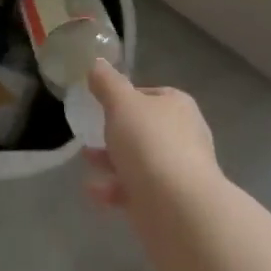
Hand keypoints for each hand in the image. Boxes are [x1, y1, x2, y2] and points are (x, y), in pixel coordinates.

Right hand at [81, 58, 218, 208]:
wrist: (177, 207)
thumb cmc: (149, 143)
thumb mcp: (121, 103)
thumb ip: (107, 83)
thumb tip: (97, 63)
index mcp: (178, 106)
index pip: (150, 94)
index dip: (126, 97)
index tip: (102, 104)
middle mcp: (184, 135)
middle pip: (144, 128)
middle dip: (116, 132)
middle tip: (91, 133)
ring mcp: (179, 170)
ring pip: (139, 160)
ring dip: (111, 160)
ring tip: (86, 160)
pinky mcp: (170, 202)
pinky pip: (137, 189)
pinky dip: (115, 188)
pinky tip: (94, 192)